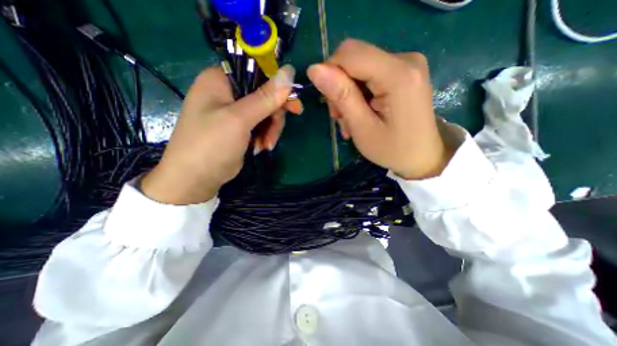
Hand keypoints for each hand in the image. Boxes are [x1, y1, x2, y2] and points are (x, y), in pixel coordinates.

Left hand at [142, 63, 296, 204]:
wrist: (196, 179)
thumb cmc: (211, 145)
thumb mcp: (239, 119)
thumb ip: (265, 97)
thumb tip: (290, 72)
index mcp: (221, 80)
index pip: (258, 72)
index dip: (278, 87)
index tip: (294, 105)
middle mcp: (228, 92)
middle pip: (265, 96)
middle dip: (274, 116)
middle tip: (277, 133)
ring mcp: (234, 111)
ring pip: (266, 113)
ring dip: (270, 130)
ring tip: (265, 145)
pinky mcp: (240, 127)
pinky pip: (261, 125)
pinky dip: (264, 136)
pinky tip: (260, 147)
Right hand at [305, 39, 451, 178]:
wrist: (423, 157)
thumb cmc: (393, 149)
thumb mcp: (362, 128)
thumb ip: (341, 96)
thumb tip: (314, 69)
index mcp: (398, 74)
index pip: (349, 54)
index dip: (330, 73)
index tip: (328, 103)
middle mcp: (405, 59)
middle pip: (354, 59)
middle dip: (339, 87)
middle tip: (340, 117)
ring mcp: (407, 65)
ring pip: (359, 68)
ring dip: (348, 94)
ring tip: (349, 121)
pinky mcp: (404, 73)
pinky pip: (370, 75)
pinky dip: (359, 94)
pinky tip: (360, 114)